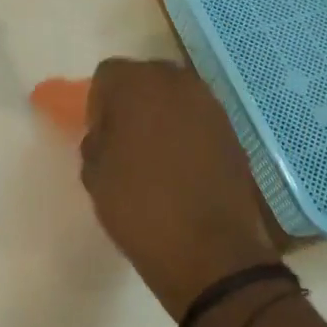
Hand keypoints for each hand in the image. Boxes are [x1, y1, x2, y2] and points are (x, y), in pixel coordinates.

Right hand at [80, 59, 276, 319]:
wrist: (209, 252)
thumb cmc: (139, 208)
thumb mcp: (94, 175)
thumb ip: (96, 141)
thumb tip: (108, 133)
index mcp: (136, 85)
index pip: (108, 75)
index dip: (99, 103)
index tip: (100, 135)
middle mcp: (176, 82)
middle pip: (145, 78)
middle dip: (133, 102)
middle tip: (125, 140)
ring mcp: (210, 105)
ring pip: (175, 96)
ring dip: (163, 115)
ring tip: (156, 155)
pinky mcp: (232, 130)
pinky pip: (199, 119)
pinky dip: (188, 133)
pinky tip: (183, 167)